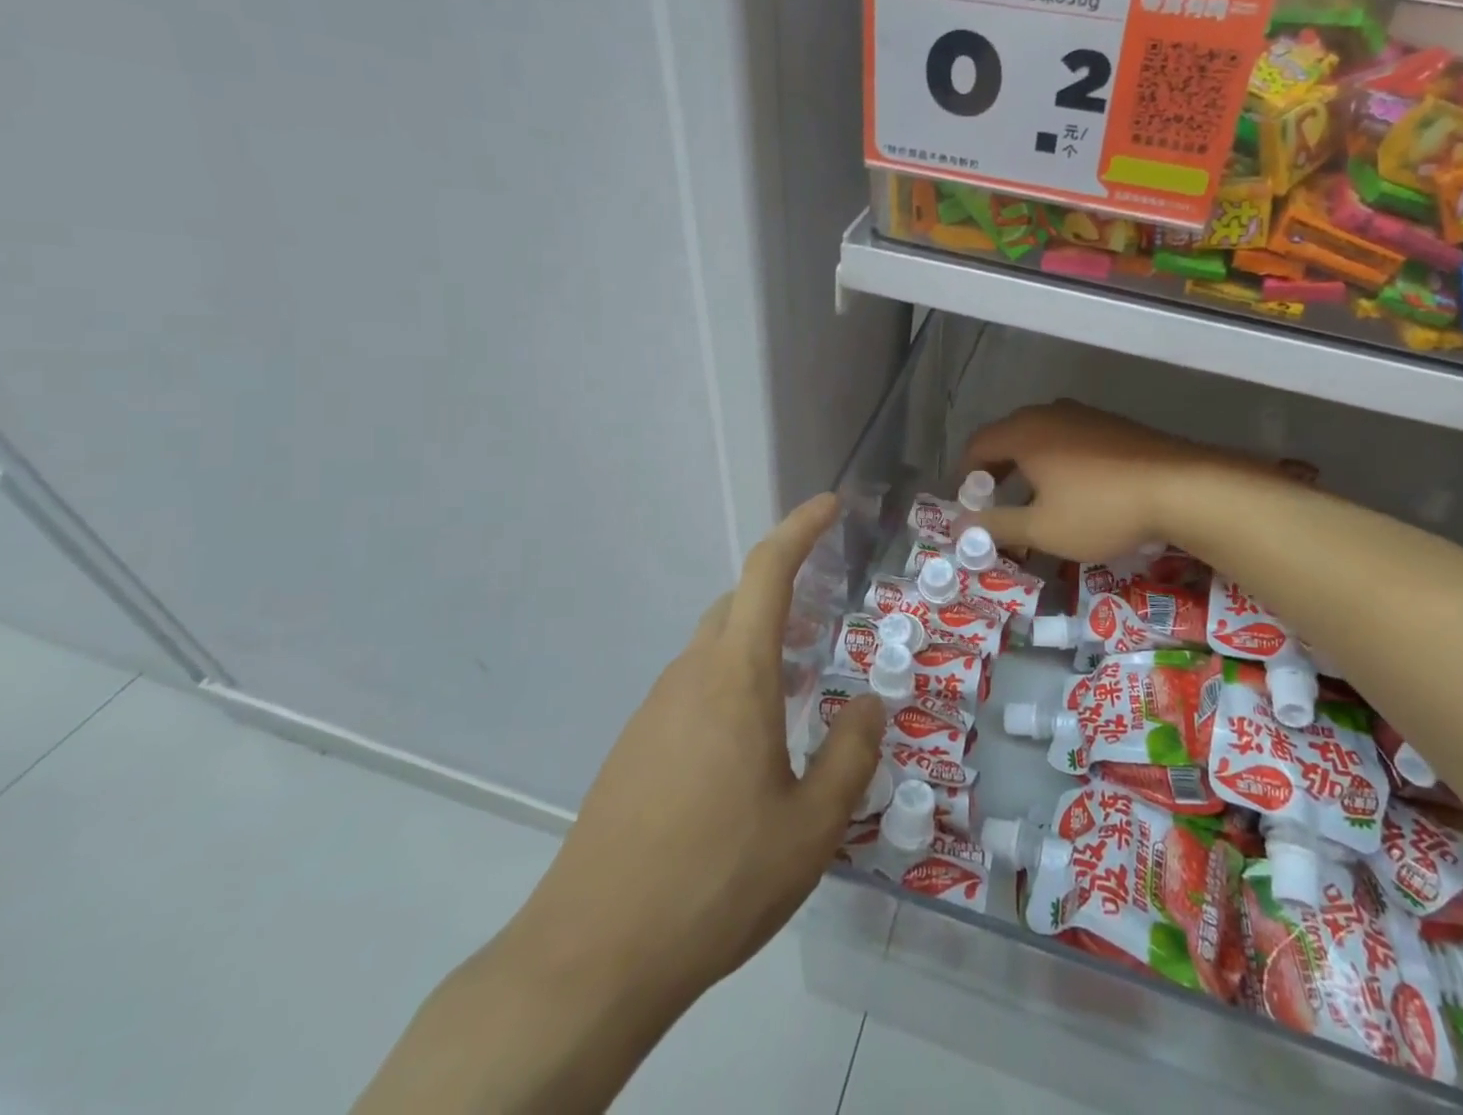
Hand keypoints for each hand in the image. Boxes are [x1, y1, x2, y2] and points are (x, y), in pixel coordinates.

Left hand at [511, 493, 886, 1006]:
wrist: (592, 957)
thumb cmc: (716, 880)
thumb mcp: (812, 827)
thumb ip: (852, 754)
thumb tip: (870, 702)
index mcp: (735, 676)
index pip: (767, 572)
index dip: (801, 528)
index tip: (831, 505)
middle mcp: (690, 676)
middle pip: (738, 605)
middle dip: (784, 591)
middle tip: (827, 618)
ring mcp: (654, 711)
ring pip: (714, 649)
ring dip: (758, 647)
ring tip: (796, 691)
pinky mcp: (634, 748)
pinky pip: (692, 690)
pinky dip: (731, 686)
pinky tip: (748, 749)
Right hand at [962, 401, 1218, 562]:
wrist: (1181, 487)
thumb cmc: (1100, 509)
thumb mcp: (1042, 528)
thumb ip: (996, 526)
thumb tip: (960, 527)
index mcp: (1024, 432)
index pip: (977, 445)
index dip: (965, 475)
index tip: (969, 504)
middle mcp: (1049, 414)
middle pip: (1007, 437)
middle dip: (996, 472)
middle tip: (997, 506)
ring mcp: (1084, 415)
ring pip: (1040, 438)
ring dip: (1028, 467)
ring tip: (1035, 501)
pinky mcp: (1112, 425)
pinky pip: (1069, 439)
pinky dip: (1057, 462)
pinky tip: (1075, 490)